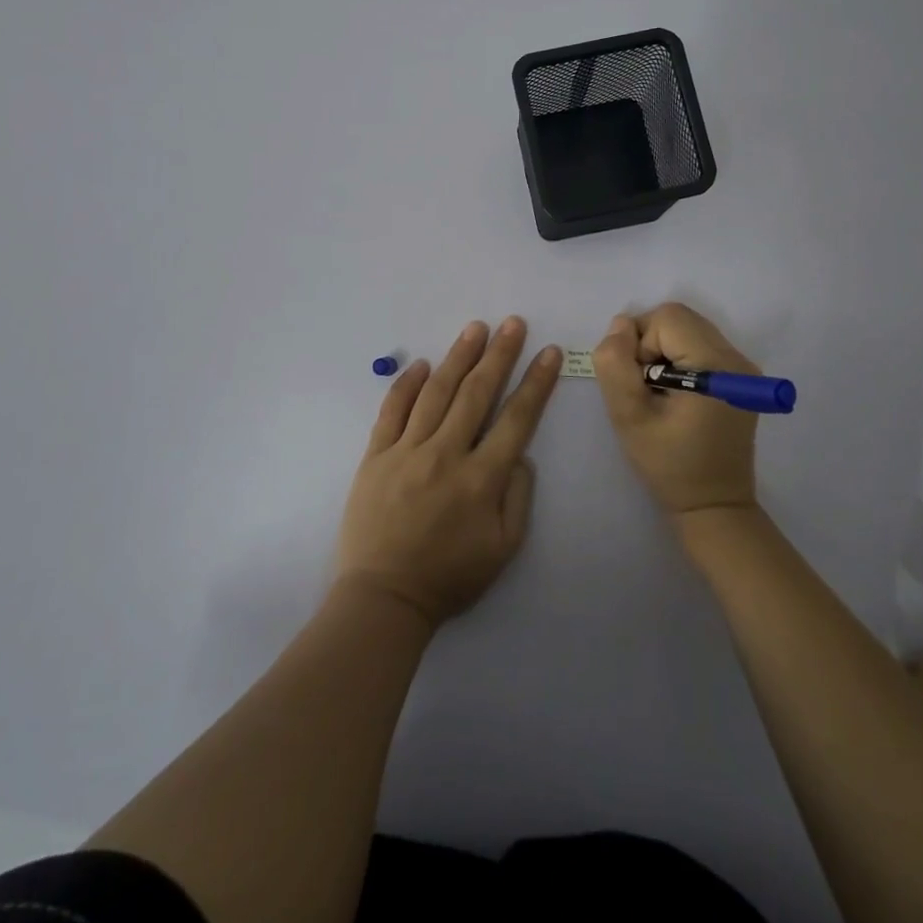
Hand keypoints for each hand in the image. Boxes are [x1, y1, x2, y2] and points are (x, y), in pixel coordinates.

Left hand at [337, 318, 560, 626]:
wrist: (384, 598)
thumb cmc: (450, 577)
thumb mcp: (503, 549)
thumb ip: (518, 497)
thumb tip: (519, 453)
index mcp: (482, 479)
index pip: (516, 419)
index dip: (535, 383)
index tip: (547, 353)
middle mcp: (446, 454)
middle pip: (477, 393)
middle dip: (499, 355)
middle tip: (513, 324)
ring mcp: (407, 451)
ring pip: (437, 393)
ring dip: (459, 357)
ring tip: (475, 329)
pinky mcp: (375, 456)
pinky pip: (392, 411)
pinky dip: (407, 384)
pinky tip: (423, 364)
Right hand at [593, 302, 759, 518]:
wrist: (714, 506)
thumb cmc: (669, 465)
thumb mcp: (629, 417)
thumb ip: (615, 364)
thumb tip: (619, 325)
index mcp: (715, 365)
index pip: (667, 318)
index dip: (640, 342)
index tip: (638, 382)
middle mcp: (736, 358)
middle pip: (679, 318)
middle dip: (650, 343)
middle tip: (644, 385)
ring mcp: (742, 367)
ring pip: (688, 329)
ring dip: (663, 351)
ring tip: (659, 392)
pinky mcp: (739, 378)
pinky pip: (699, 346)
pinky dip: (678, 359)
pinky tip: (675, 395)